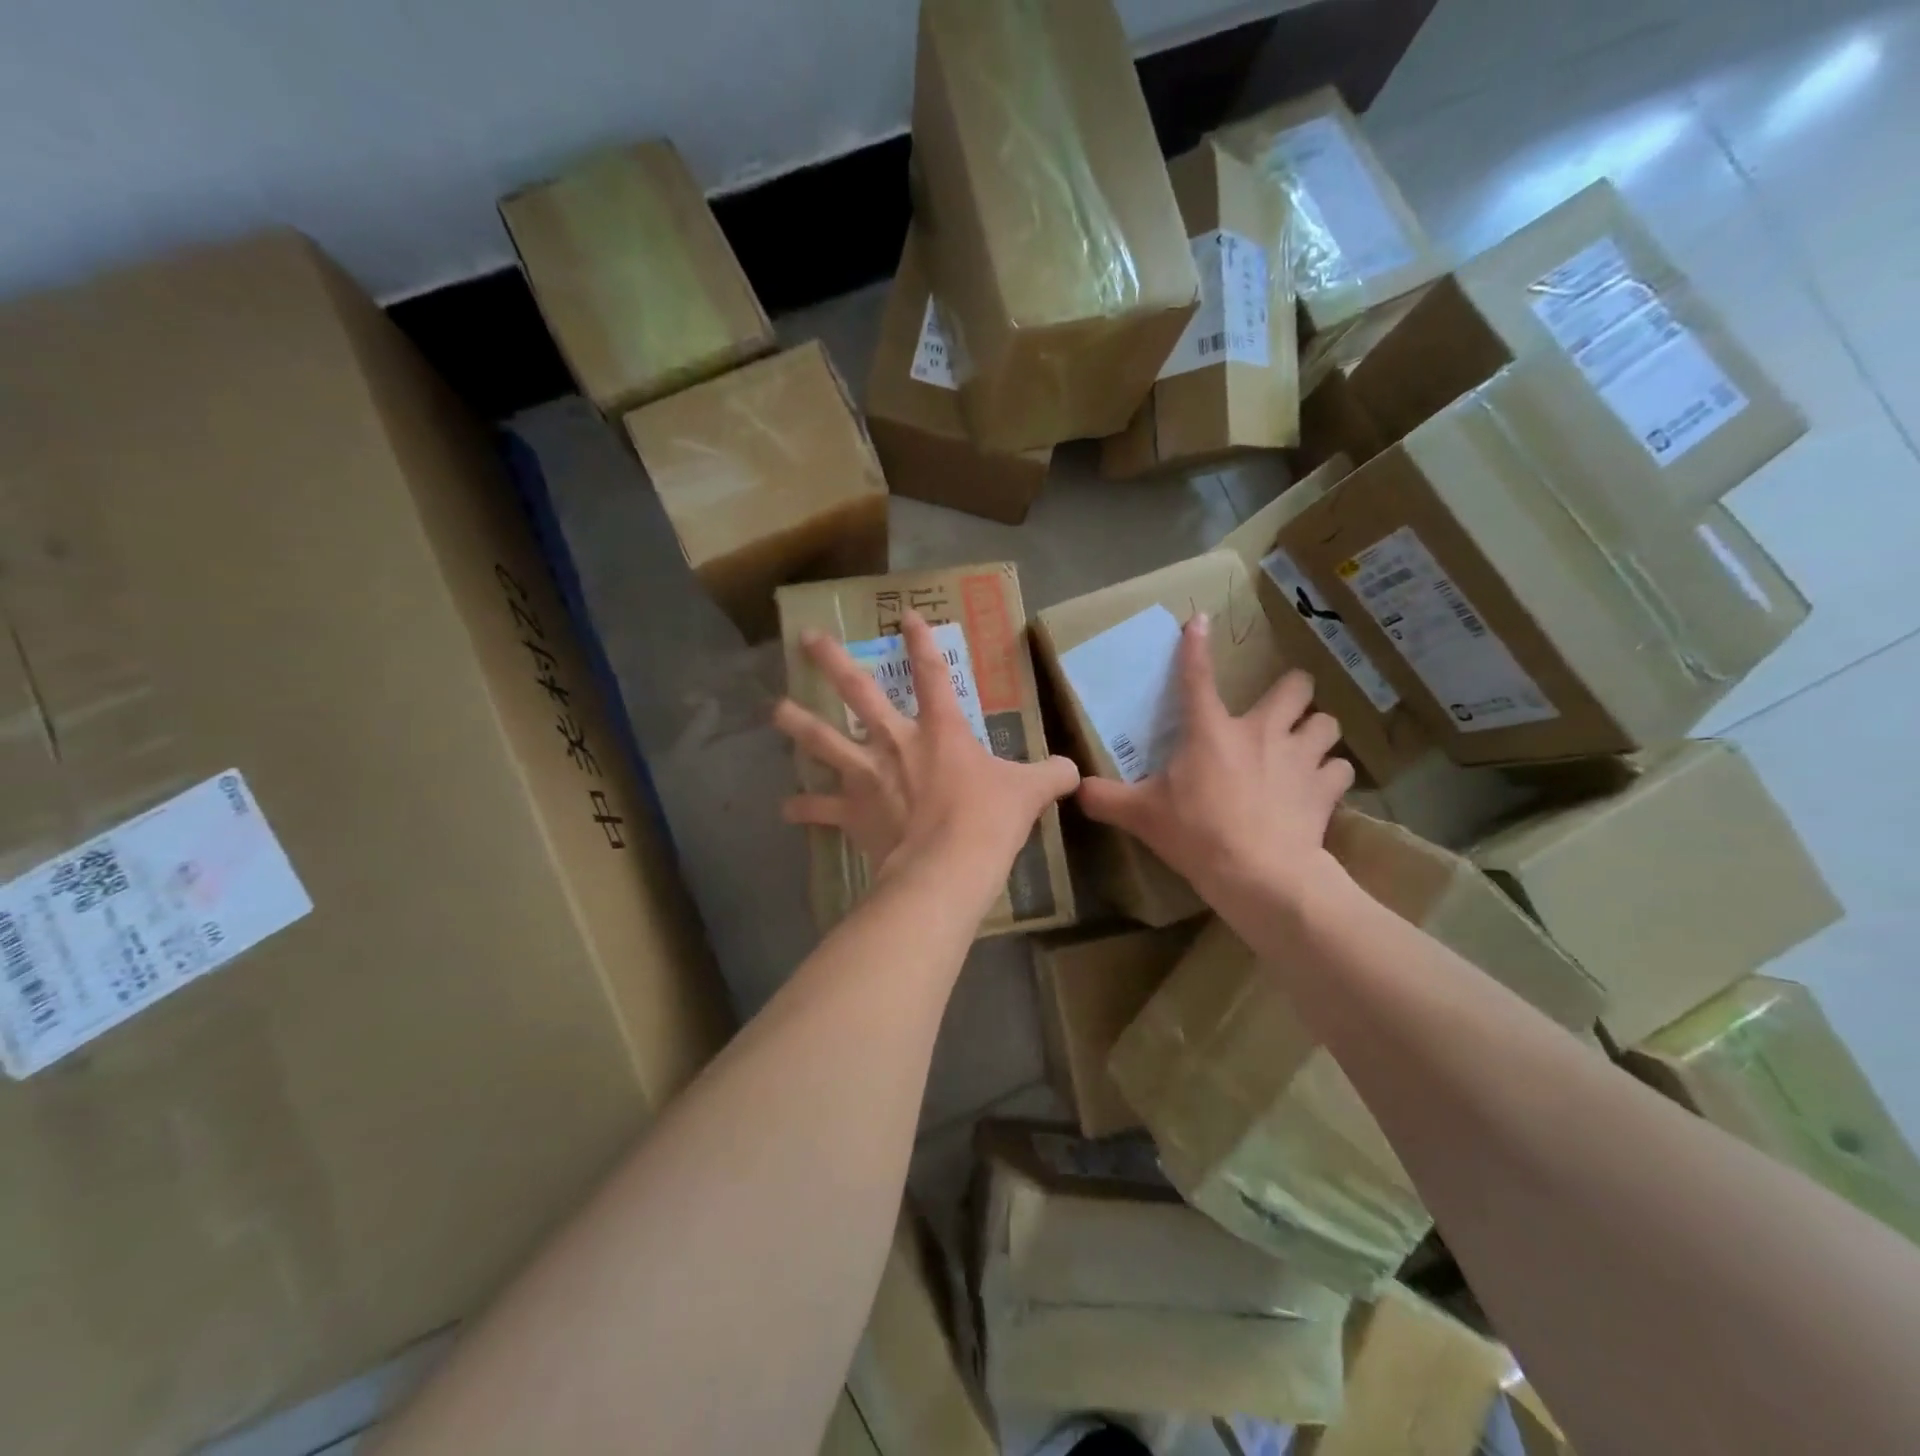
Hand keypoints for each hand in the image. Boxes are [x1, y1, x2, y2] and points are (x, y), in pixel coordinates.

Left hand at [773, 611, 1079, 906]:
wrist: (949, 866)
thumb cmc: (989, 821)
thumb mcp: (1030, 793)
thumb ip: (1052, 775)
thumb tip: (1073, 771)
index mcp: (940, 730)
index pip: (933, 673)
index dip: (921, 642)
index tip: (906, 615)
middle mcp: (896, 743)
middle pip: (859, 692)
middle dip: (834, 662)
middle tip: (807, 639)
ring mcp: (868, 775)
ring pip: (824, 741)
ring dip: (798, 724)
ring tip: (776, 710)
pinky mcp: (853, 812)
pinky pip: (821, 810)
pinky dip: (803, 809)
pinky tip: (785, 809)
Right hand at [1077, 613, 1353, 910]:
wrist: (1258, 874)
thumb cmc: (1196, 834)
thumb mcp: (1141, 816)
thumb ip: (1105, 799)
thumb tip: (1075, 789)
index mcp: (1211, 731)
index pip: (1196, 677)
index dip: (1195, 646)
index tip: (1200, 620)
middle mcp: (1262, 731)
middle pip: (1296, 686)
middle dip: (1292, 692)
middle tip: (1278, 712)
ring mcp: (1301, 757)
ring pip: (1327, 723)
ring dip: (1315, 732)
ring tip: (1303, 748)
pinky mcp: (1326, 788)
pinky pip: (1340, 769)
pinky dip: (1331, 775)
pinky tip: (1319, 787)